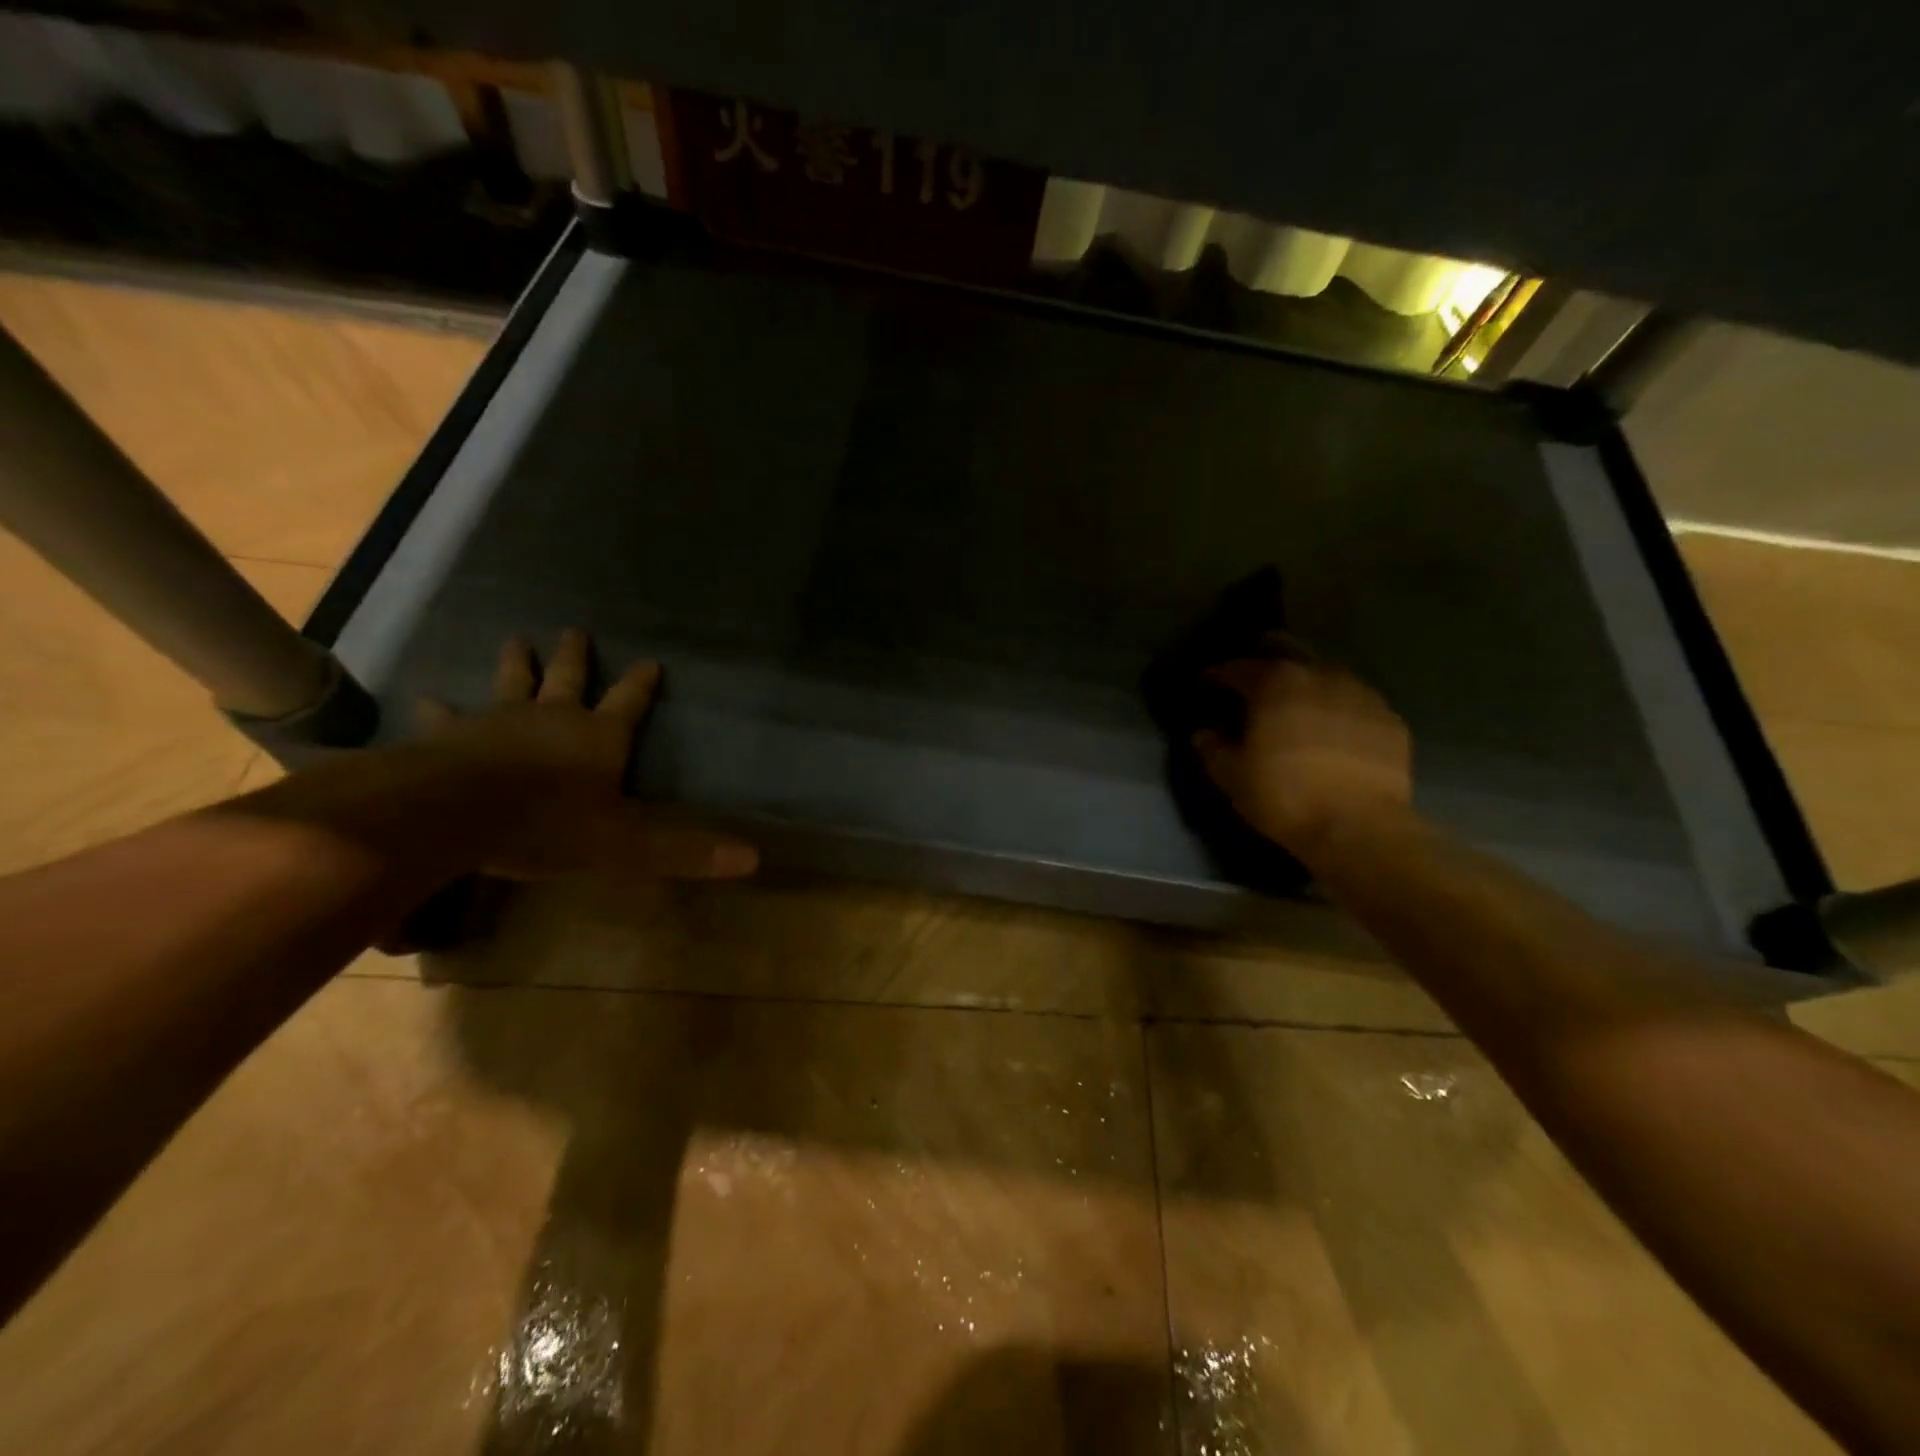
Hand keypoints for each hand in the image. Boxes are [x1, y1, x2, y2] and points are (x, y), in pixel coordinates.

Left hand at [416, 628, 756, 880]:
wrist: (461, 812)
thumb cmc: (551, 823)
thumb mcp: (627, 845)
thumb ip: (685, 851)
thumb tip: (753, 859)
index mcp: (599, 737)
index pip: (630, 703)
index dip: (642, 684)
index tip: (651, 661)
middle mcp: (553, 718)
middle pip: (569, 679)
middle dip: (574, 657)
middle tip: (574, 630)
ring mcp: (500, 721)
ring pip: (512, 684)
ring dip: (516, 663)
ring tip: (515, 639)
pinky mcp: (452, 736)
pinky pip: (447, 717)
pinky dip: (439, 709)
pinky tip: (427, 698)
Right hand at [1193, 649, 1412, 859]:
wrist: (1359, 827)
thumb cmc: (1283, 795)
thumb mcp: (1232, 776)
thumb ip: (1212, 748)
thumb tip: (1204, 733)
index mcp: (1275, 683)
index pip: (1238, 667)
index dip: (1218, 674)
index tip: (1207, 682)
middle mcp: (1319, 675)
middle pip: (1289, 649)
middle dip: (1266, 654)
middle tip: (1253, 672)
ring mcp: (1361, 693)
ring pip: (1327, 672)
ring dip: (1306, 680)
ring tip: (1296, 701)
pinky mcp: (1390, 719)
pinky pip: (1356, 702)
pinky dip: (1338, 707)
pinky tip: (1333, 728)